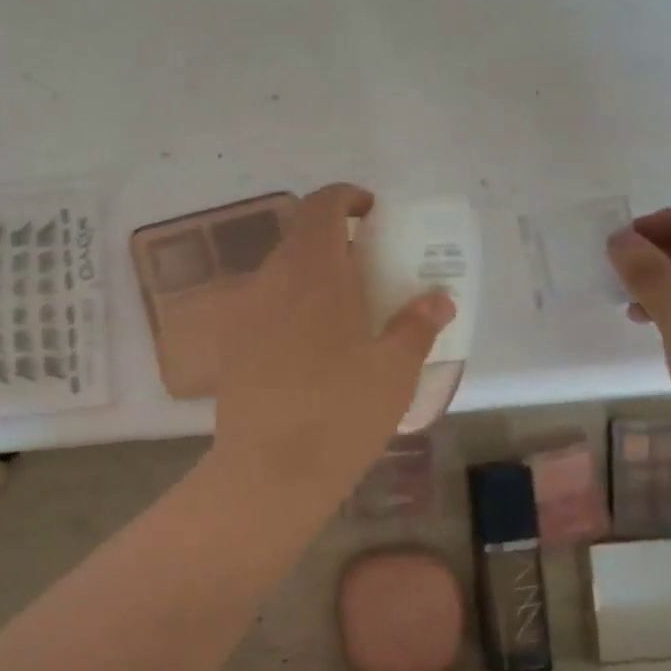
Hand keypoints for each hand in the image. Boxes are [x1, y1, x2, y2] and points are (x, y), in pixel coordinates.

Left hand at [213, 184, 454, 506]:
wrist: (269, 471)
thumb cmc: (341, 413)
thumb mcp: (394, 370)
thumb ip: (417, 326)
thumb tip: (438, 299)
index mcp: (312, 271)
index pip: (322, 205)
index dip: (347, 198)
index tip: (373, 215)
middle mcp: (271, 279)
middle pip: (301, 239)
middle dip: (337, 244)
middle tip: (371, 274)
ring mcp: (245, 312)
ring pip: (282, 274)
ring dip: (314, 278)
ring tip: (347, 315)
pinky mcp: (232, 345)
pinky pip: (267, 307)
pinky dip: (293, 309)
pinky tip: (313, 351)